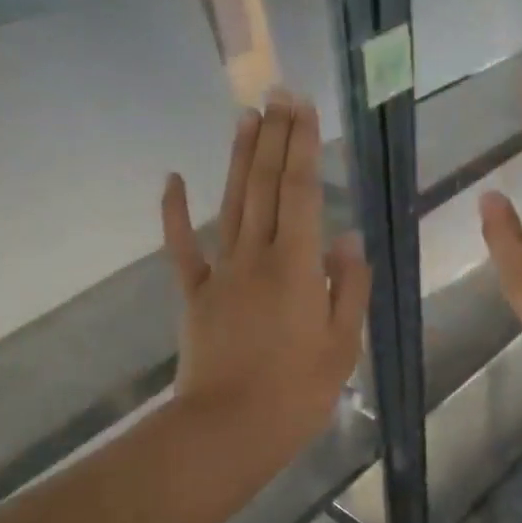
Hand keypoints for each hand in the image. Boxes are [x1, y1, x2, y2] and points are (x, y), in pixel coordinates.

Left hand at [162, 94, 370, 456]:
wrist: (230, 428)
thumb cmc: (298, 392)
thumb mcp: (343, 344)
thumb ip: (349, 287)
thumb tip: (348, 240)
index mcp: (298, 266)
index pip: (302, 192)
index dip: (302, 147)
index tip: (303, 108)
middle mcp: (257, 256)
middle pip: (265, 186)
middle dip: (273, 138)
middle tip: (277, 94)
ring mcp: (221, 272)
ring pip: (231, 204)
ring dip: (237, 158)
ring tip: (245, 117)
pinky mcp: (195, 294)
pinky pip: (182, 247)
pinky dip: (175, 212)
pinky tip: (172, 178)